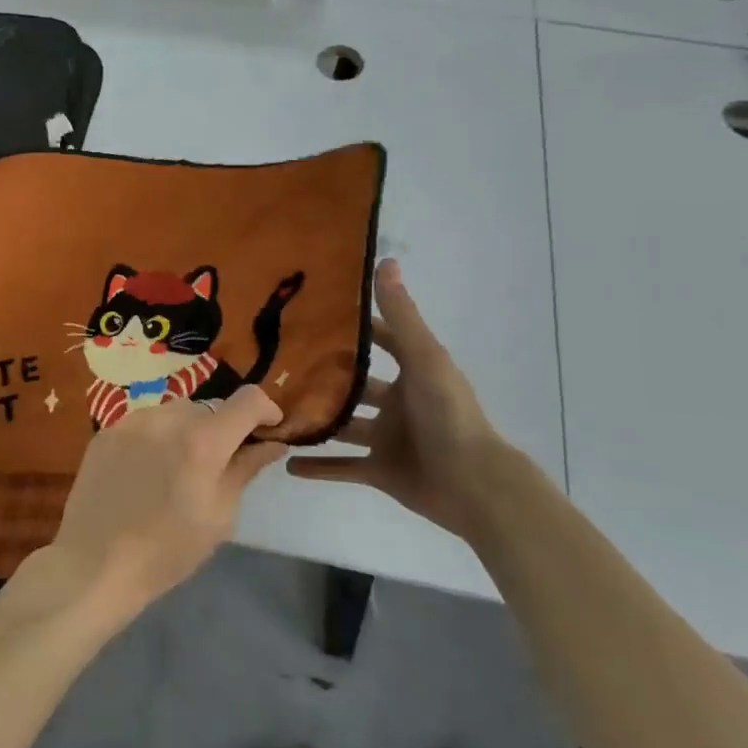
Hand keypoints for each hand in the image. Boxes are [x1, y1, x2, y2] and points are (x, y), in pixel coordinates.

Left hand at [51, 387, 286, 618]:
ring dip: (187, 431)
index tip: (269, 429)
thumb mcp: (220, 516)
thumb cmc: (167, 550)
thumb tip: (272, 443)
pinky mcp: (107, 431)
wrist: (95, 563)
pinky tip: (146, 472)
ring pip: (174, 412)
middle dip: (222, 429)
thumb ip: (245, 469)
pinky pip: (144, 423)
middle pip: (209, 408)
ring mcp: (132, 421)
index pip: (247, 400)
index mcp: (202, 441)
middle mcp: (167, 418)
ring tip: (177, 470)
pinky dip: (156, 438)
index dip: (265, 409)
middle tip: (218, 464)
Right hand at [290, 258, 523, 539]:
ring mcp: (387, 439)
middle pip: (354, 386)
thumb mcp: (424, 358)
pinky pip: (342, 467)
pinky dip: (317, 467)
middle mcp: (397, 404)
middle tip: (278, 364)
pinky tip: (285, 462)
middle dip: (323, 377)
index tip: (314, 314)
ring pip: (341, 426)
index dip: (353, 329)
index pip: (380, 342)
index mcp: (412, 374)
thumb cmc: (449, 415)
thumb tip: (386, 261)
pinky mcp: (380, 472)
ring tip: (273, 410)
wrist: (474, 486)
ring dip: (314, 420)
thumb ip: (401, 316)